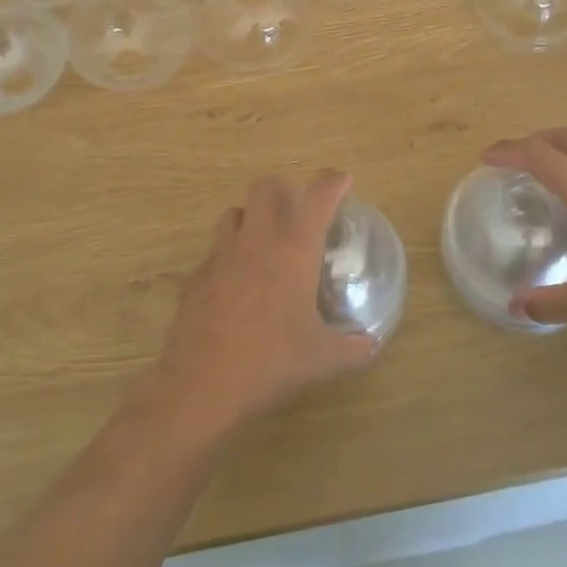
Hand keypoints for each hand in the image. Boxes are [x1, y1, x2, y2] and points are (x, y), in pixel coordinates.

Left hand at [153, 172, 377, 428]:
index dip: (332, 182)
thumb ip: (352, 348)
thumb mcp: (321, 359)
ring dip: (250, 218)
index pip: (318, 198)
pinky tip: (236, 284)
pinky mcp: (196, 276)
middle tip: (297, 212)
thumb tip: (370, 345)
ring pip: (234, 213)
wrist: (202, 385)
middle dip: (284, 191)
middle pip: (266, 187)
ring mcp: (221, 255)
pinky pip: (214, 251)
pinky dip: (228, 256)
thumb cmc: (270, 363)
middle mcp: (257, 241)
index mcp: (294, 250)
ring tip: (263, 243)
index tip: (342, 180)